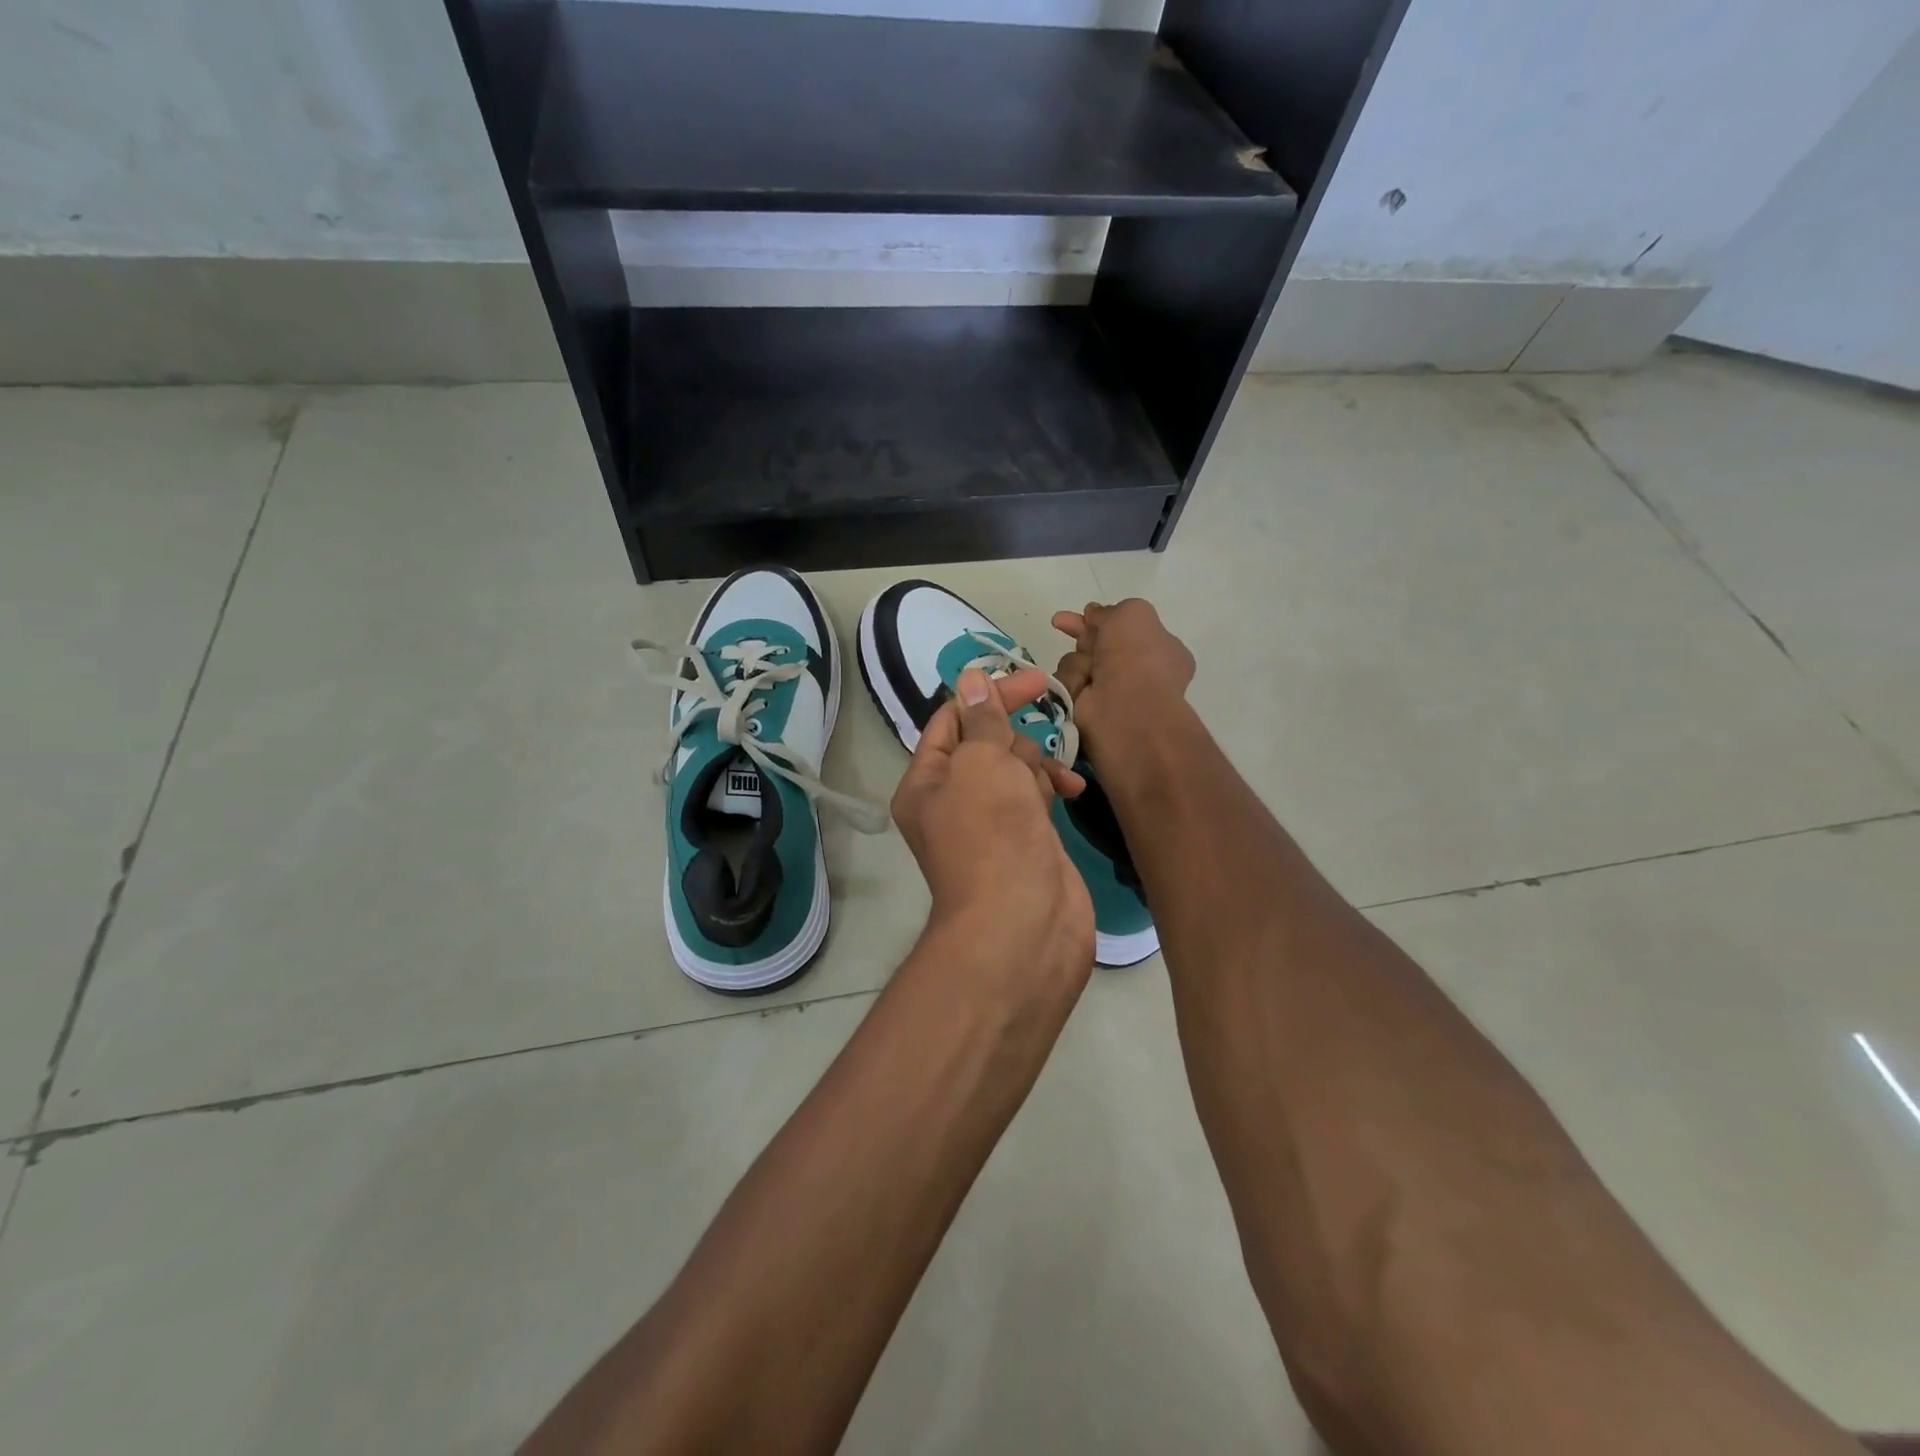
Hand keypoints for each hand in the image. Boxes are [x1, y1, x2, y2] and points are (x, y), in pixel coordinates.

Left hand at [891, 668, 1094, 988]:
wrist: (1023, 925)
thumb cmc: (993, 835)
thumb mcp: (982, 764)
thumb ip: (982, 720)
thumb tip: (972, 679)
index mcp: (926, 782)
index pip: (951, 720)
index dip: (989, 695)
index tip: (1035, 680)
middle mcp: (953, 799)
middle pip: (986, 743)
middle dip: (1015, 738)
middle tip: (1036, 743)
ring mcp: (990, 822)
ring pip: (1015, 769)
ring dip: (1037, 764)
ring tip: (1053, 782)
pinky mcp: (1024, 839)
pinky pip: (1035, 797)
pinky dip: (1051, 789)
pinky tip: (1073, 790)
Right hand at [1052, 599, 1195, 755]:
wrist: (1127, 705)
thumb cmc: (1138, 656)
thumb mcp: (1133, 613)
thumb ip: (1113, 610)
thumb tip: (1094, 614)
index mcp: (1159, 649)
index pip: (1127, 629)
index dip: (1105, 618)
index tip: (1087, 611)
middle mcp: (1136, 671)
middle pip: (1098, 643)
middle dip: (1079, 632)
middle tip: (1060, 621)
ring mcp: (1111, 692)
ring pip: (1078, 661)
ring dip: (1078, 661)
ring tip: (1088, 671)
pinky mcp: (1086, 708)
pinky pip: (1068, 683)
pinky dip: (1072, 681)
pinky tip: (1081, 688)